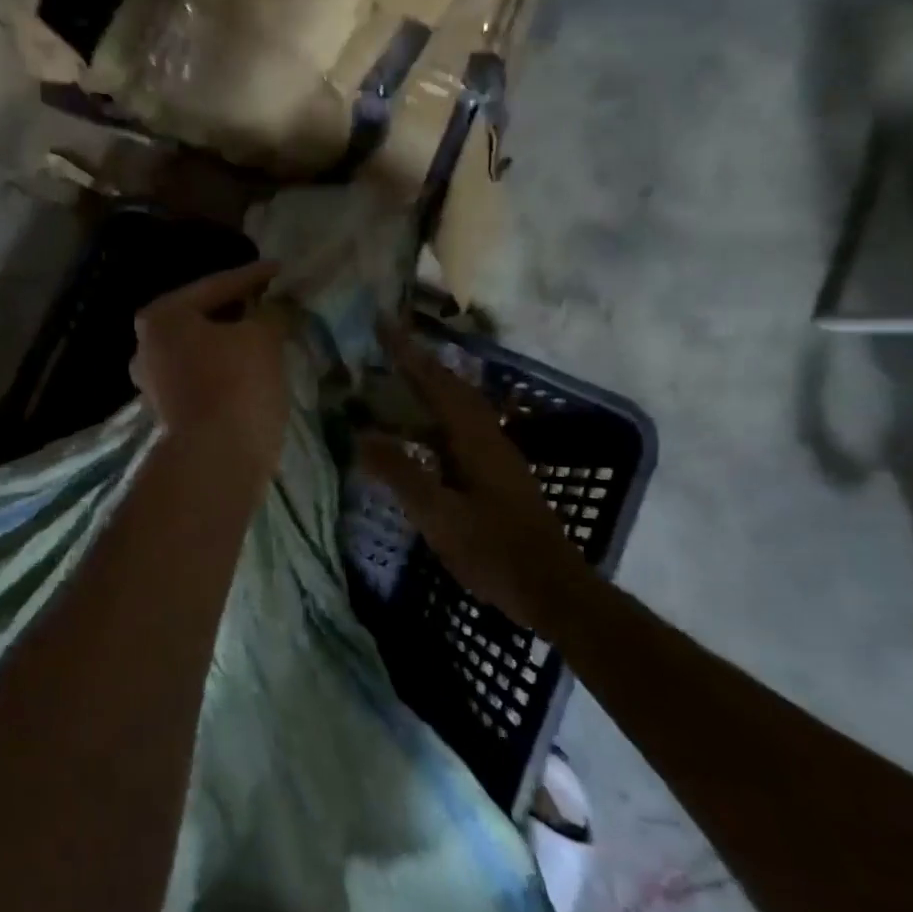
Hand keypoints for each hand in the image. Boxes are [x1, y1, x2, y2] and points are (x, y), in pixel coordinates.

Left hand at [132, 261, 289, 475]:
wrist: (217, 458)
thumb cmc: (236, 384)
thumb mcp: (262, 337)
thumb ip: (271, 312)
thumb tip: (277, 305)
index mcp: (162, 316)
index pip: (216, 286)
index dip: (253, 277)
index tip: (280, 270)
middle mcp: (147, 345)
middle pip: (203, 317)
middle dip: (238, 310)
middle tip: (270, 301)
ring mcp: (153, 381)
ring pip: (201, 349)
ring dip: (231, 342)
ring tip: (265, 335)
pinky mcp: (168, 410)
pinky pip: (201, 376)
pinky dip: (224, 368)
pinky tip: (250, 368)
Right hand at [356, 326, 585, 628]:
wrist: (552, 590)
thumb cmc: (494, 551)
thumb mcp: (438, 515)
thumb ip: (400, 473)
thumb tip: (360, 435)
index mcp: (474, 438)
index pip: (435, 382)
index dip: (407, 352)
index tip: (383, 321)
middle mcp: (487, 437)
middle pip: (450, 386)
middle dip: (418, 361)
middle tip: (386, 344)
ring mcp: (495, 456)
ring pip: (457, 407)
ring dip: (428, 386)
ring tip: (396, 378)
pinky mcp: (496, 475)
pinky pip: (458, 429)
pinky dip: (434, 417)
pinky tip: (419, 433)